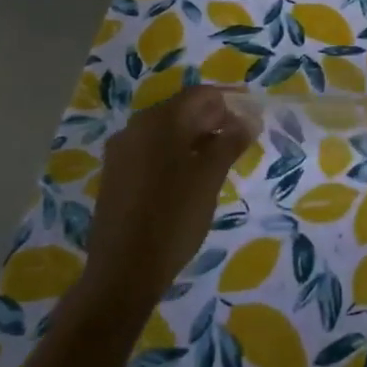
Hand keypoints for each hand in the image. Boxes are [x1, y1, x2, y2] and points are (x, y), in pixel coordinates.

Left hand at [84, 85, 258, 312]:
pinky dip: (174, 155)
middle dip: (212, 121)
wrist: (123, 271)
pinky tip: (189, 179)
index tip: (250, 121)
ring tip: (218, 162)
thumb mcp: (209, 177)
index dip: (228, 103)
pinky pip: (150, 151)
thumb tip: (248, 119)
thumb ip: (230, 142)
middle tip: (238, 143)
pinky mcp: (115, 175)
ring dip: (194, 139)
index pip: (200, 95)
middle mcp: (135, 127)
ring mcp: (121, 152)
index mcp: (159, 121)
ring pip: (165, 132)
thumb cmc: (174, 218)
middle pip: (181, 110)